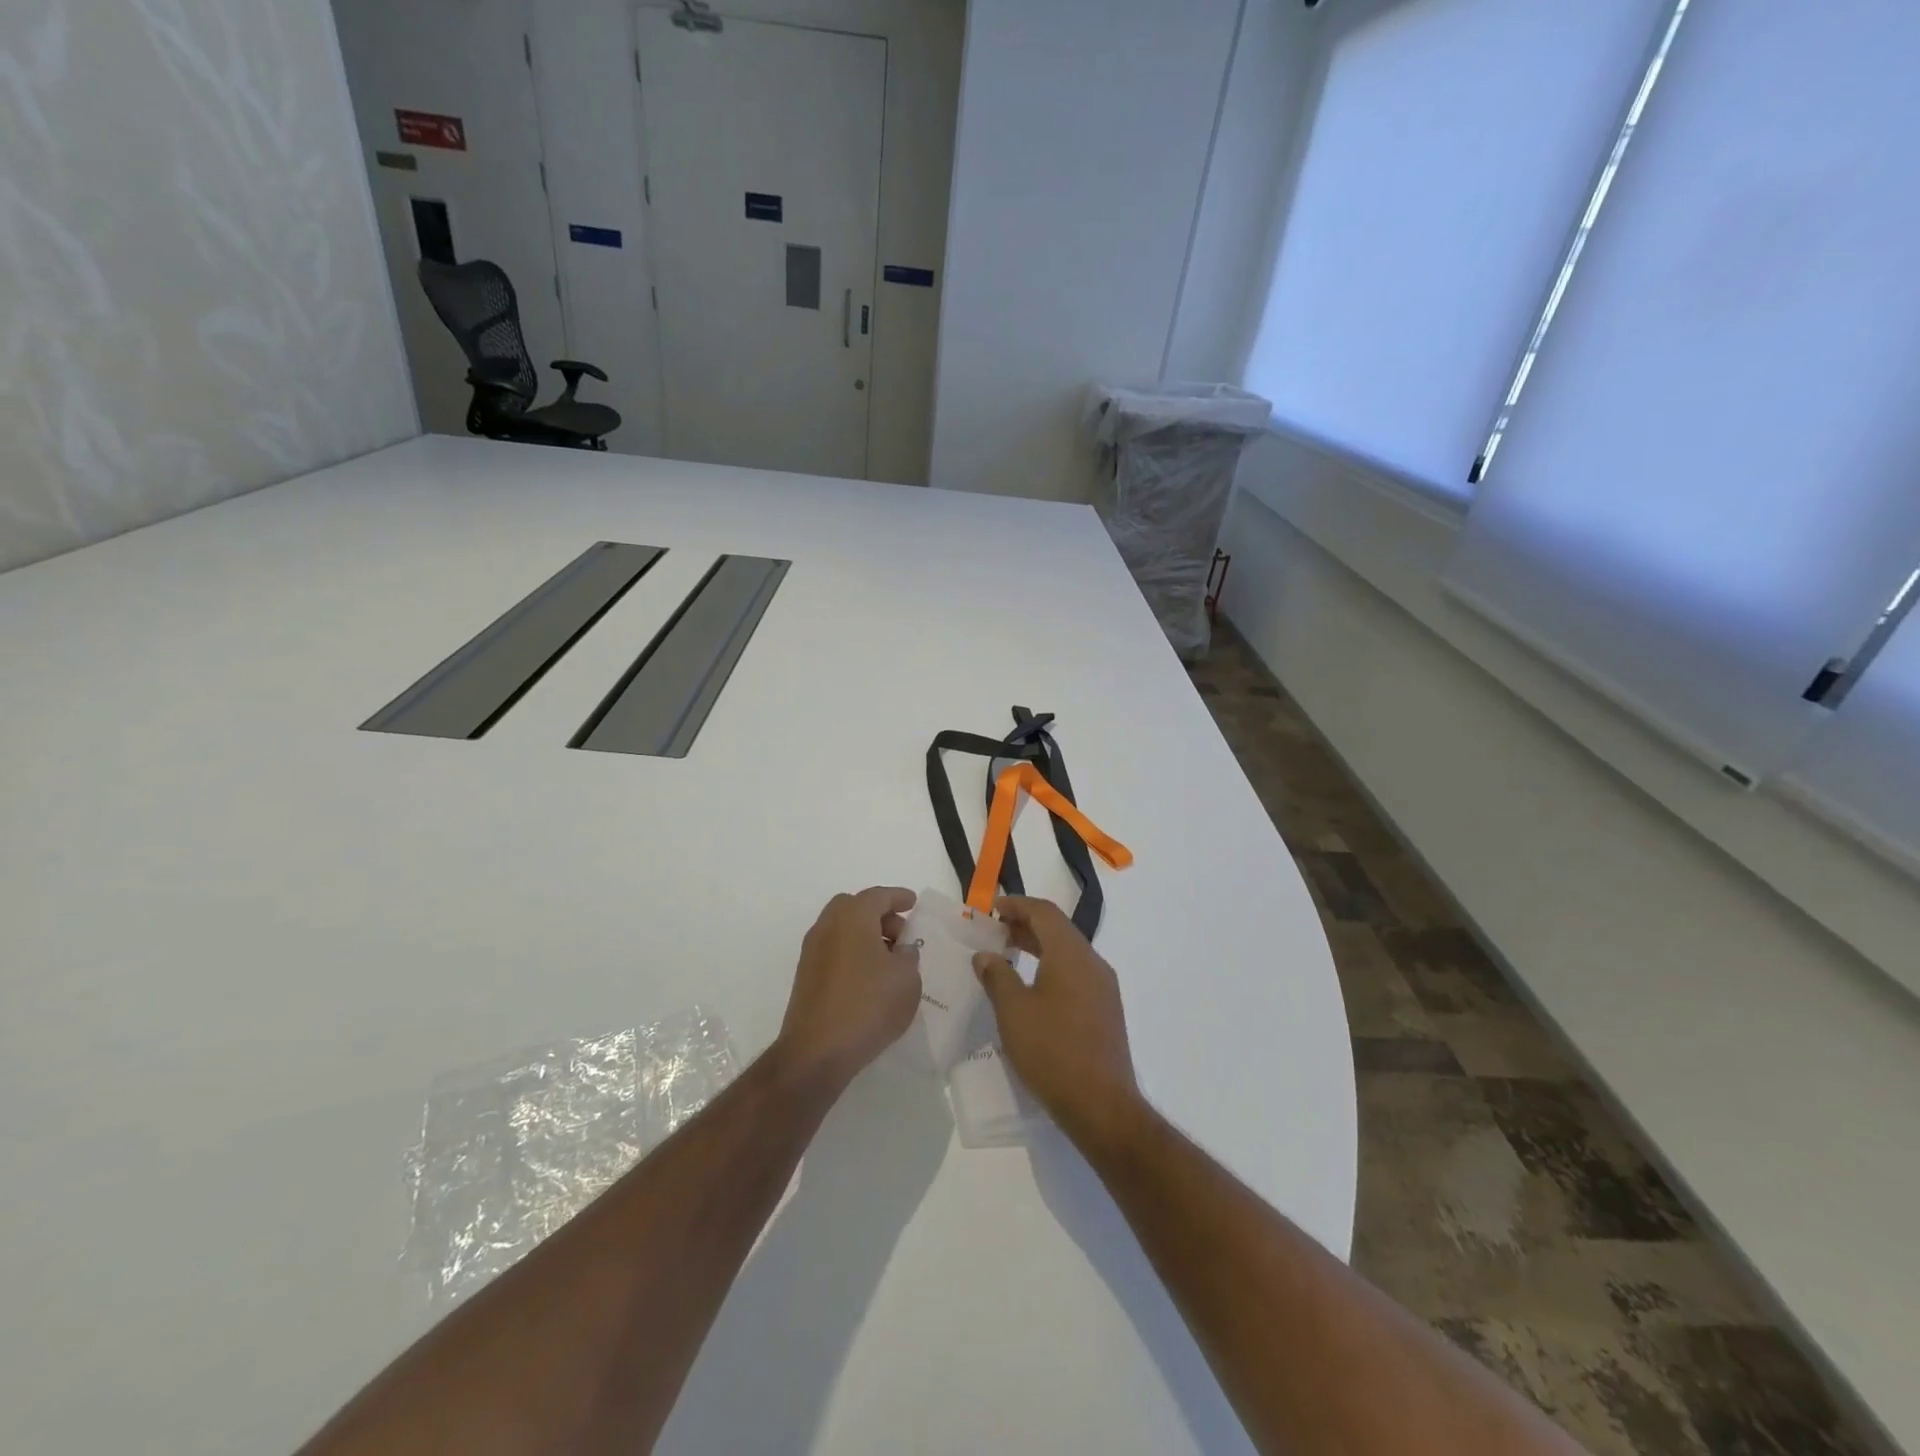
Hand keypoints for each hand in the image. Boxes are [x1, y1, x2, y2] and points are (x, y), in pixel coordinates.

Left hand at [777, 887, 921, 1093]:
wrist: (817, 1052)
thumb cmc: (868, 1006)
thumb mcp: (906, 980)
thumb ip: (908, 956)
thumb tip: (900, 950)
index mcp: (853, 917)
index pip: (878, 896)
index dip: (898, 897)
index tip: (913, 902)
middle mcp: (828, 926)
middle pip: (855, 907)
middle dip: (879, 914)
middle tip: (900, 934)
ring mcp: (812, 951)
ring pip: (841, 928)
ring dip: (864, 934)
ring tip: (888, 959)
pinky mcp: (806, 976)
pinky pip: (834, 949)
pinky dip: (852, 952)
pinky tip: (869, 977)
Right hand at [973, 896, 1145, 1157]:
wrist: (1102, 1105)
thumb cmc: (1052, 1051)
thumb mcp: (1013, 1011)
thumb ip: (997, 975)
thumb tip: (985, 955)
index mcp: (1071, 954)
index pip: (1044, 913)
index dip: (1017, 905)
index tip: (992, 908)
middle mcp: (1093, 963)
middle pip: (1058, 929)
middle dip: (1026, 924)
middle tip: (996, 930)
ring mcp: (1104, 987)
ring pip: (1068, 952)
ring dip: (1039, 946)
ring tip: (1009, 954)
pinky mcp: (1106, 1010)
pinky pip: (1076, 973)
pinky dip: (1052, 967)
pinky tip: (1032, 987)